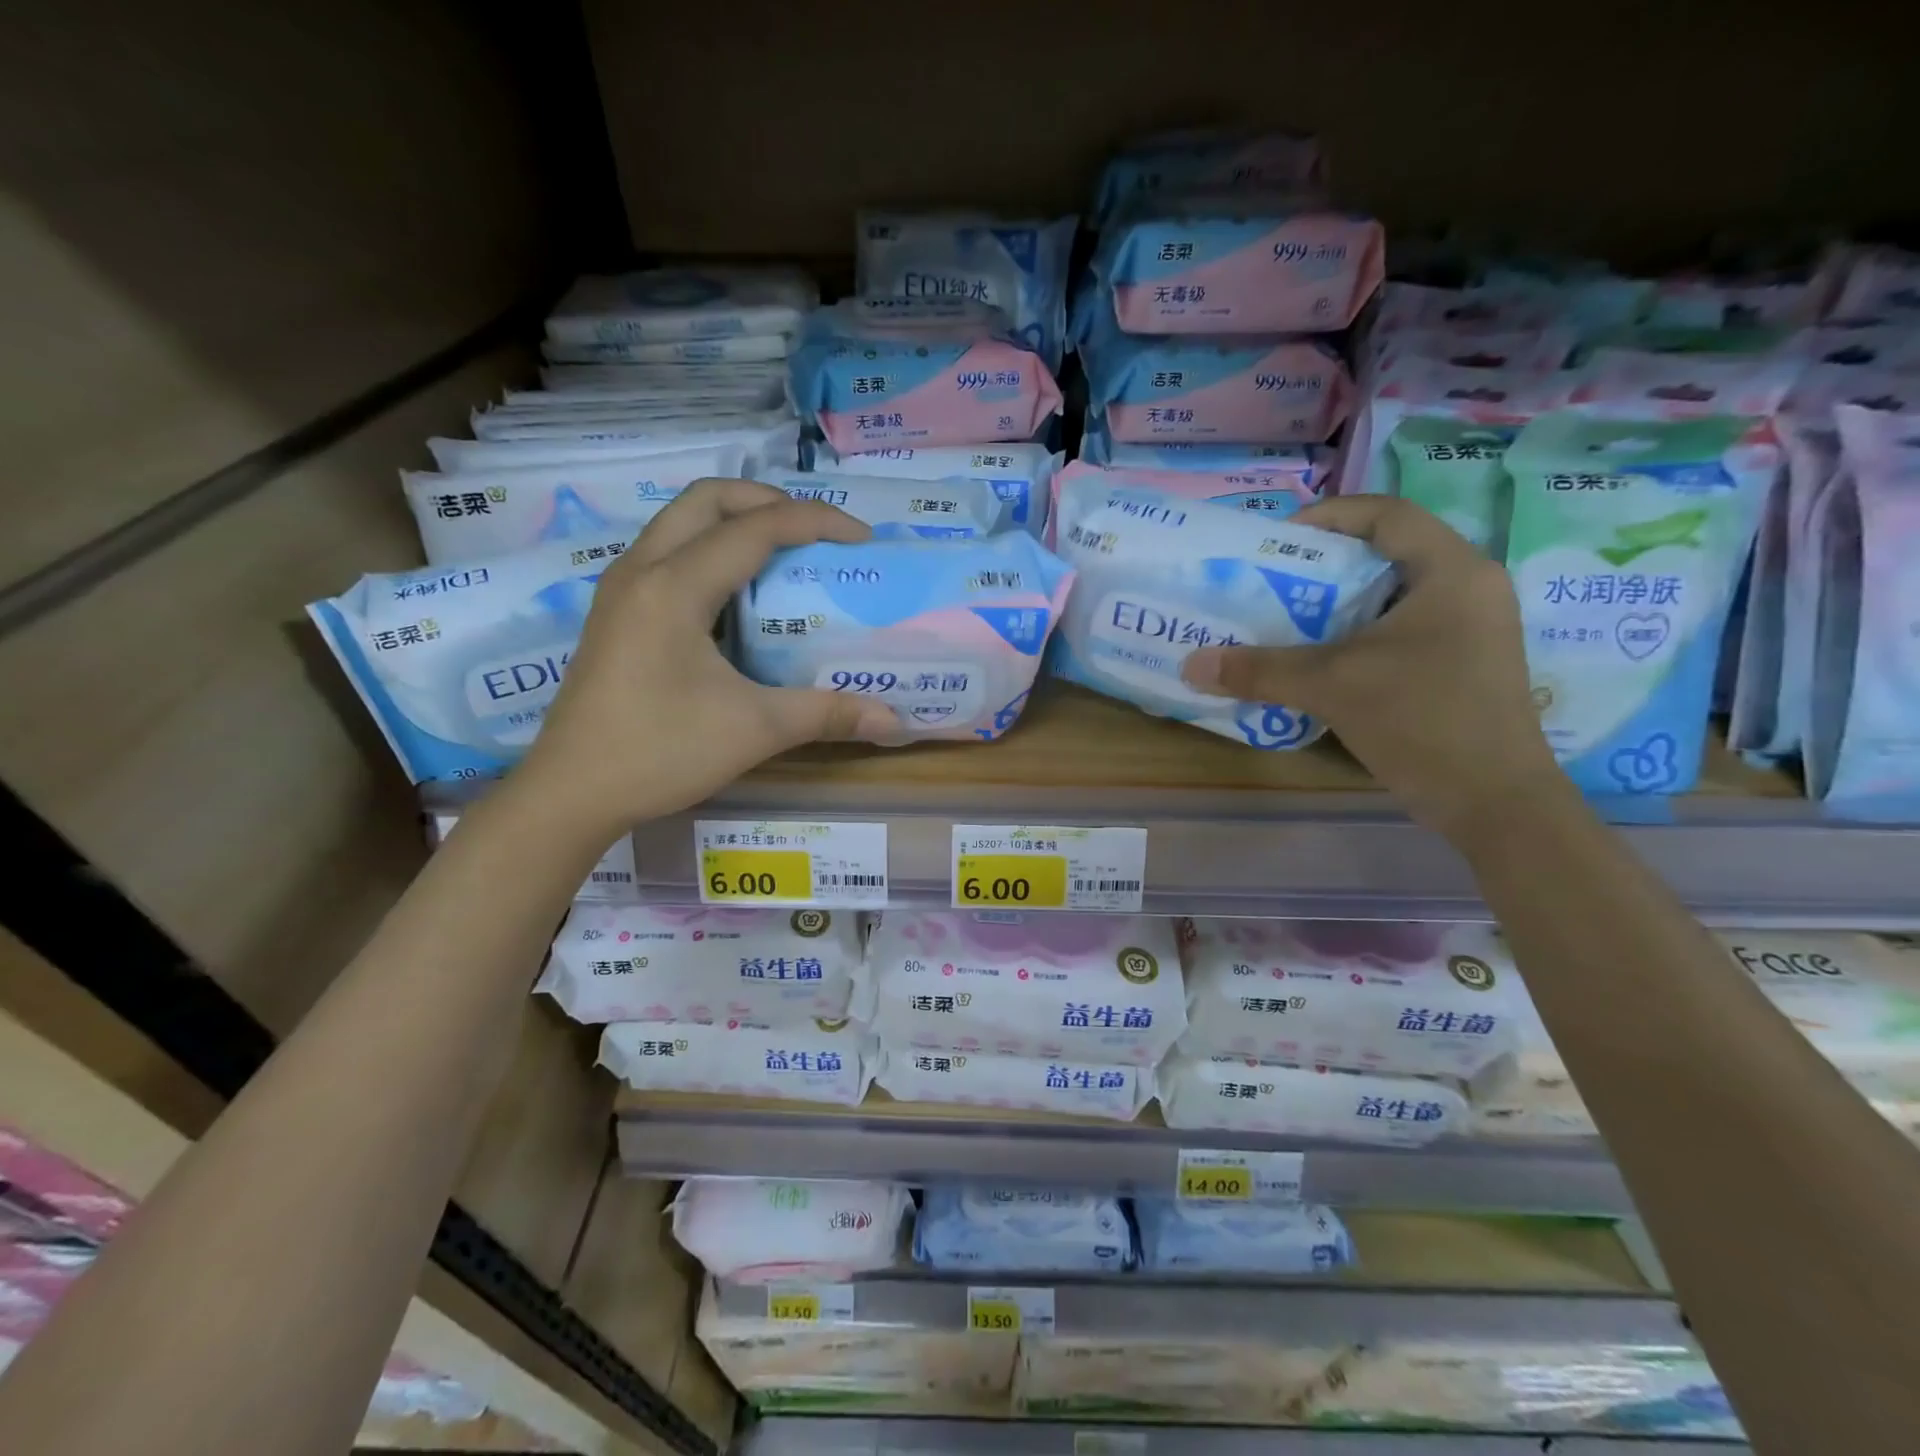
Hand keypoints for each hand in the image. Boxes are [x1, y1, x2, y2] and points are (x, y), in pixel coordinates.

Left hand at [515, 479, 896, 834]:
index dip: (815, 522)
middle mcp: (642, 570)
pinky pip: (668, 552)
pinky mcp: (616, 612)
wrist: (570, 793)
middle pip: (708, 500)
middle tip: (815, 532)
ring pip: (681, 521)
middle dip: (768, 501)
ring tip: (784, 554)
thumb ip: (826, 714)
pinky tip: (738, 596)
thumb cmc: (659, 753)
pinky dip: (711, 549)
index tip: (862, 538)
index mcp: (674, 587)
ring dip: (735, 521)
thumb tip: (895, 722)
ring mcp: (621, 589)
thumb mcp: (754, 730)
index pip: (755, 528)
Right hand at [1180, 495, 1569, 841]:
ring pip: (1393, 594)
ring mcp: (1472, 627)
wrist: (1495, 803)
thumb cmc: (1422, 721)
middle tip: (1271, 582)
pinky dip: (1359, 634)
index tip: (1276, 540)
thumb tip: (1191, 665)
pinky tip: (1322, 660)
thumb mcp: (1332, 687)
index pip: (1386, 514)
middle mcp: (1469, 587)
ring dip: (1338, 603)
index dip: (1327, 515)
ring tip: (1287, 620)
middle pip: (1387, 552)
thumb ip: (1260, 670)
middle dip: (1324, 564)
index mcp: (1451, 571)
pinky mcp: (1465, 662)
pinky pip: (1403, 628)